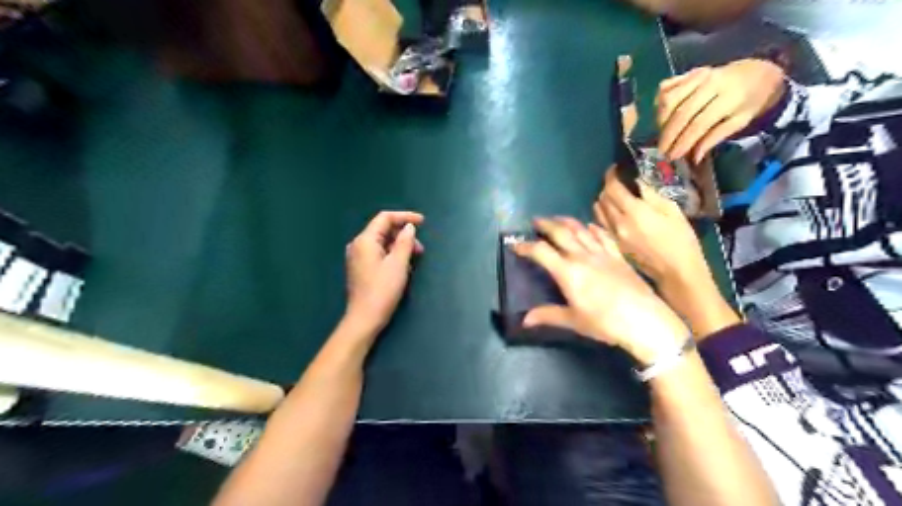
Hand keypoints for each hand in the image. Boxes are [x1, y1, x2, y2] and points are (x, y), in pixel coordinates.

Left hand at [344, 210, 424, 332]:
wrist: (364, 319)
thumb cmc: (382, 290)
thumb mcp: (398, 264)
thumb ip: (405, 242)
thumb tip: (409, 227)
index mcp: (365, 240)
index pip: (385, 218)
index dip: (405, 216)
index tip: (423, 222)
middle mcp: (358, 245)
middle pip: (383, 230)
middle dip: (404, 235)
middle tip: (420, 249)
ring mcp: (358, 257)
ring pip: (382, 243)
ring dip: (400, 246)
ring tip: (414, 259)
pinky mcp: (361, 268)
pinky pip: (379, 253)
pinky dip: (392, 255)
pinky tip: (403, 267)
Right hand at [514, 216, 683, 363]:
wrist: (645, 321)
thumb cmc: (605, 323)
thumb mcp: (574, 321)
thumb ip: (548, 315)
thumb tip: (524, 320)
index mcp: (568, 272)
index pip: (541, 252)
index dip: (526, 246)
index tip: (516, 245)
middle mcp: (582, 257)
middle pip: (561, 233)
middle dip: (546, 225)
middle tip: (535, 221)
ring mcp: (602, 254)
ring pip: (581, 230)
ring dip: (567, 221)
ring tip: (557, 219)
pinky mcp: (618, 256)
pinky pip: (603, 236)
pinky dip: (593, 228)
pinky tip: (590, 225)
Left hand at [597, 169, 714, 293]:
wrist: (676, 271)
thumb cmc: (680, 239)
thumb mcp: (672, 210)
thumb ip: (651, 194)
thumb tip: (637, 180)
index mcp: (633, 212)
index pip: (612, 188)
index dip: (611, 175)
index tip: (615, 168)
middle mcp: (618, 223)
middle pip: (602, 199)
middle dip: (607, 187)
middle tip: (617, 182)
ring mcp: (613, 235)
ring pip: (598, 212)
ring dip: (603, 201)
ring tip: (614, 197)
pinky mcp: (614, 245)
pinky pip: (602, 225)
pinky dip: (604, 215)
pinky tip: (614, 213)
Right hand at [656, 58, 783, 160]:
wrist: (757, 71)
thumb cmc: (750, 100)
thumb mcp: (740, 121)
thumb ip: (715, 138)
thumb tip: (694, 158)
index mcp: (729, 96)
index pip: (699, 123)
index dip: (683, 142)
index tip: (672, 156)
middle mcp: (710, 83)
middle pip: (681, 113)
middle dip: (668, 135)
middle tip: (662, 151)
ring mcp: (697, 75)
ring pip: (669, 99)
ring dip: (661, 120)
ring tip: (663, 134)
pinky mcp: (687, 72)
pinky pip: (665, 87)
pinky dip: (659, 103)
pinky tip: (662, 116)